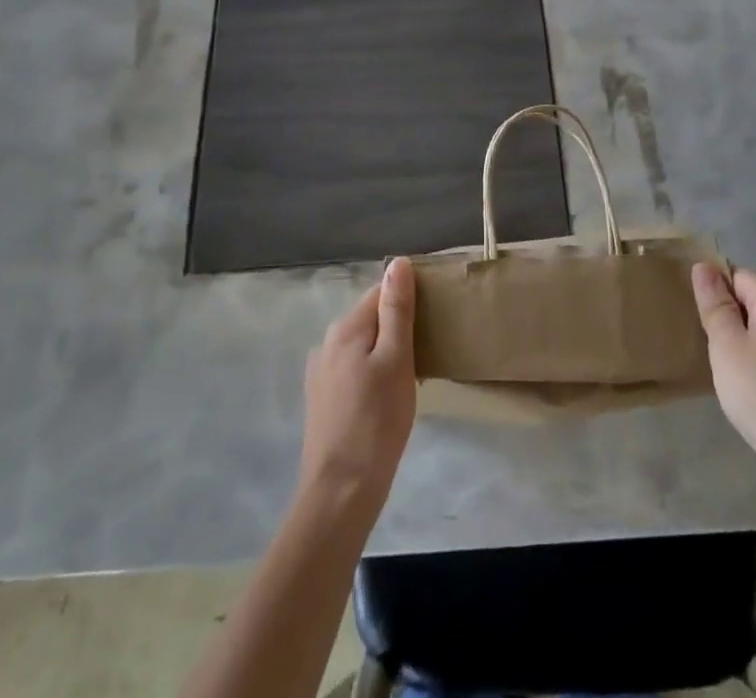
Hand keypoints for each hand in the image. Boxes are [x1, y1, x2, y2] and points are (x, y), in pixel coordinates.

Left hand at [298, 257, 417, 516]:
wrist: (340, 492)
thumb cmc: (377, 421)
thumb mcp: (396, 359)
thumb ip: (396, 310)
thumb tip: (398, 263)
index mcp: (345, 327)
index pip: (381, 292)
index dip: (409, 300)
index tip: (434, 318)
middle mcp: (327, 342)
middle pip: (370, 317)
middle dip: (399, 327)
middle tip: (428, 352)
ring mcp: (321, 372)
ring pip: (363, 345)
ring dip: (386, 352)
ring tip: (413, 376)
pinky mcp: (322, 399)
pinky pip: (354, 369)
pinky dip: (374, 373)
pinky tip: (388, 398)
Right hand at [692, 262, 755, 478]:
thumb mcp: (727, 345)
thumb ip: (715, 303)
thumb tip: (704, 266)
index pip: (735, 275)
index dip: (713, 294)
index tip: (698, 321)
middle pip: (749, 302)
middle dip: (725, 320)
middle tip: (707, 347)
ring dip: (739, 345)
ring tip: (723, 371)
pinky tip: (745, 390)